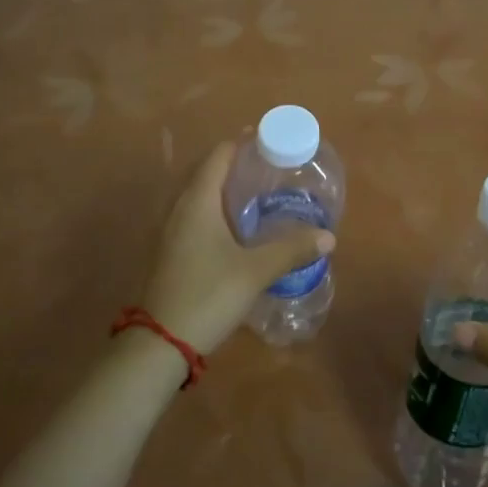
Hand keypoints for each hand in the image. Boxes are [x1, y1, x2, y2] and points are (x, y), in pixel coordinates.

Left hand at [141, 142, 333, 354]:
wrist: (159, 344)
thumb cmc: (207, 295)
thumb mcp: (255, 271)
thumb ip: (292, 249)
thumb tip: (328, 236)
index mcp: (198, 202)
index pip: (219, 156)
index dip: (243, 144)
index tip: (269, 141)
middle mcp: (179, 209)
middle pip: (206, 172)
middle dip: (236, 165)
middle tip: (269, 169)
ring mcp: (169, 232)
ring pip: (198, 196)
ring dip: (224, 189)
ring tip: (256, 195)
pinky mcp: (168, 252)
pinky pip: (194, 216)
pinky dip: (215, 211)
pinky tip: (235, 230)